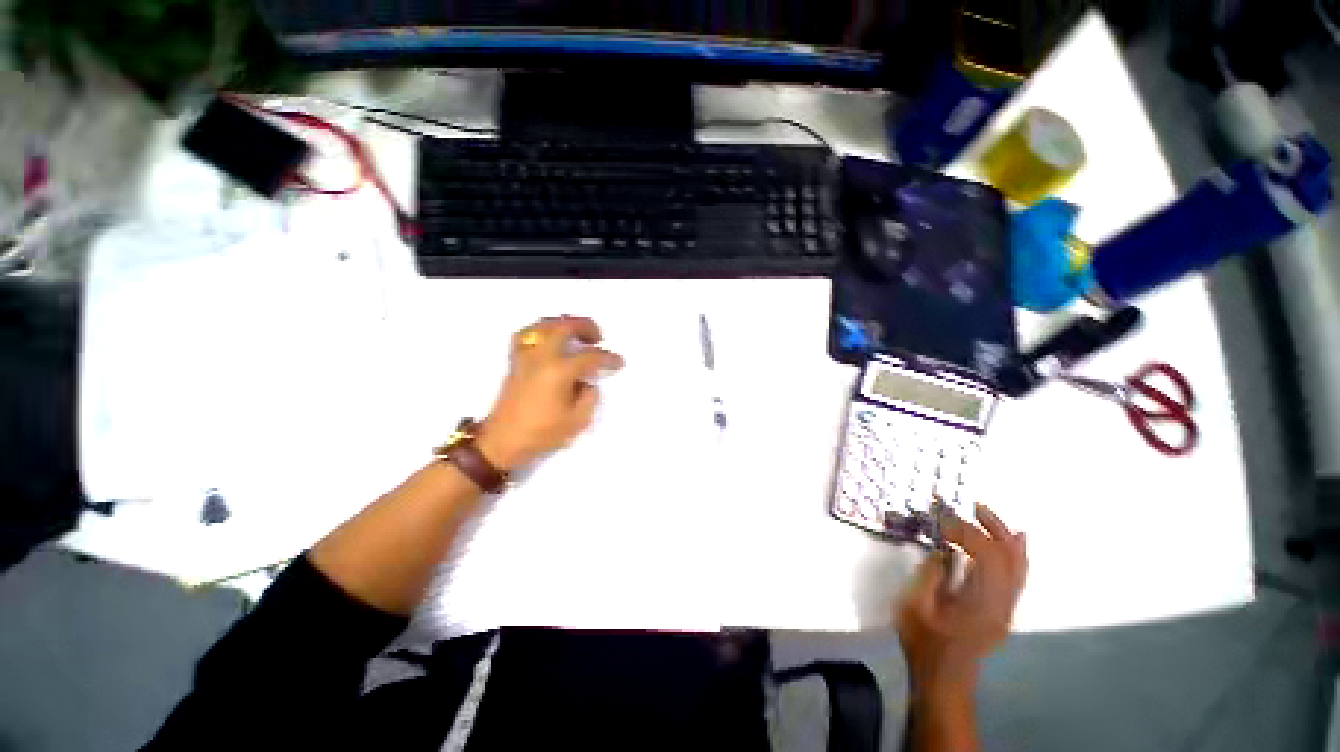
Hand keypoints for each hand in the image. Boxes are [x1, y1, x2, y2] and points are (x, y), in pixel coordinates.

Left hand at [475, 316, 623, 471]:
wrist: (502, 443)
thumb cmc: (542, 434)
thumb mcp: (577, 421)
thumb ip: (589, 397)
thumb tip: (587, 383)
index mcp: (559, 372)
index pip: (590, 356)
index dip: (608, 358)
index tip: (618, 362)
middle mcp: (542, 358)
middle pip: (564, 327)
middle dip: (585, 326)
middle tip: (598, 337)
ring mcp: (525, 357)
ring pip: (543, 325)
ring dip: (562, 324)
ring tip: (574, 332)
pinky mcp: (515, 362)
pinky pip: (527, 335)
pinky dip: (541, 331)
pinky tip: (549, 339)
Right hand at [896, 504, 1027, 695]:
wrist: (943, 677)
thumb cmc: (924, 643)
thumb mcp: (914, 607)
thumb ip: (931, 575)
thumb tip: (945, 550)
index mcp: (980, 604)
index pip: (986, 557)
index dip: (966, 532)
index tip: (941, 518)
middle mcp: (1002, 604)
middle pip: (1009, 558)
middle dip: (991, 527)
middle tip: (971, 505)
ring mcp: (1006, 608)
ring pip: (1018, 566)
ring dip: (1003, 536)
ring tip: (985, 512)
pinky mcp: (1003, 609)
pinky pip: (1017, 575)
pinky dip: (1015, 553)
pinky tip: (1014, 538)